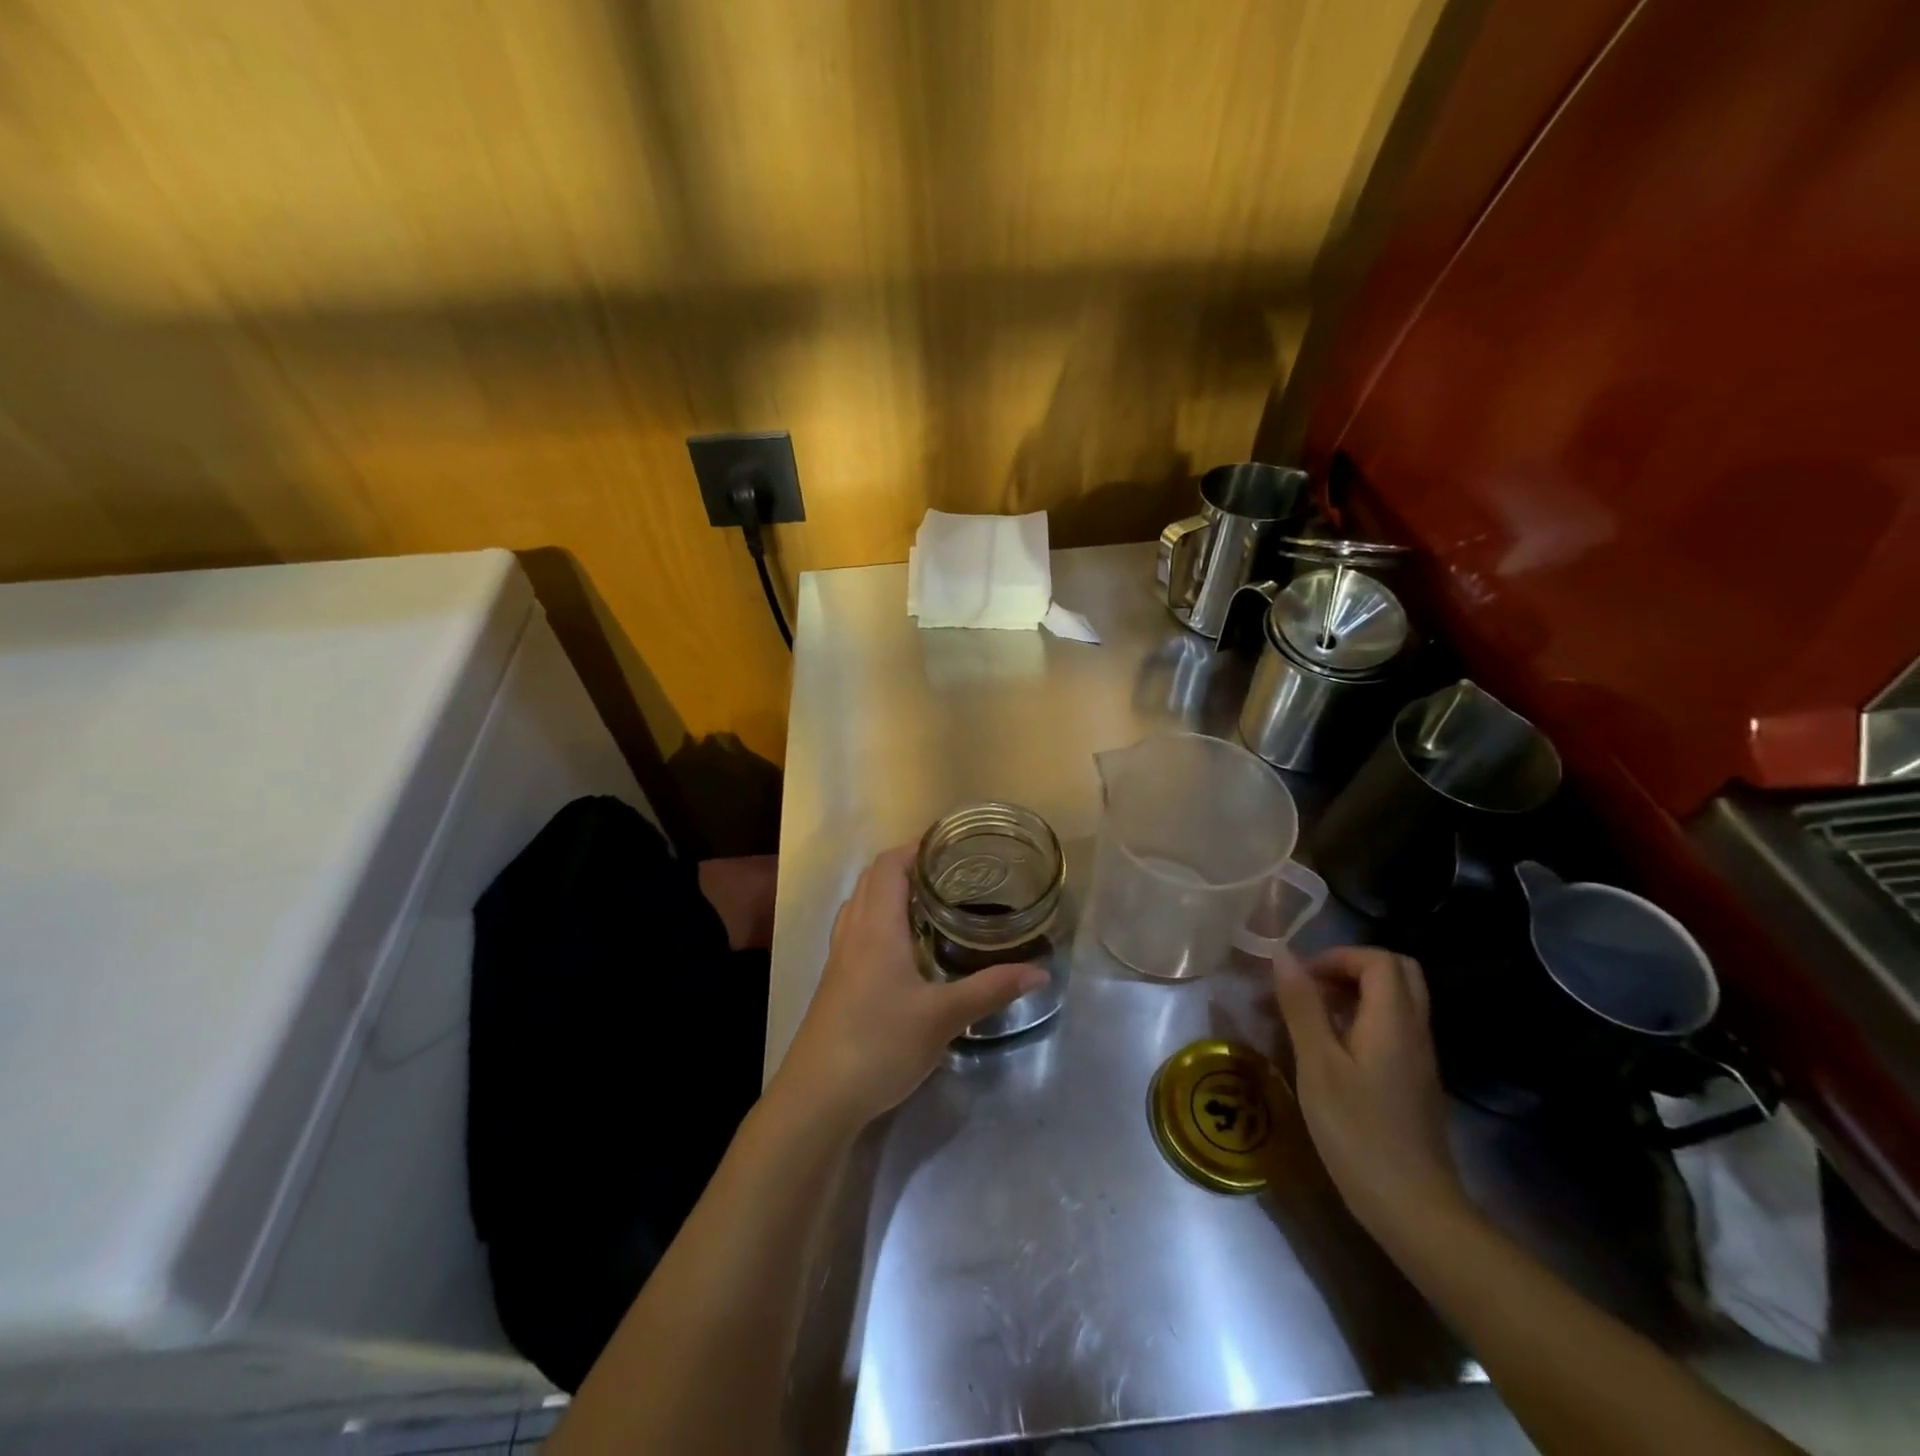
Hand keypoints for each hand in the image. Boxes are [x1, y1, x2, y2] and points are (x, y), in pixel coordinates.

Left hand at [774, 845, 1046, 1129]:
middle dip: (907, 865)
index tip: (949, 844)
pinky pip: (856, 928)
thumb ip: (991, 989)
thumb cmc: (879, 1045)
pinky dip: (879, 918)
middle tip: (949, 871)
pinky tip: (905, 946)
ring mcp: (839, 957)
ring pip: (861, 903)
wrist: (818, 1097)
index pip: (889, 865)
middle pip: (872, 878)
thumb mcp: (943, 1017)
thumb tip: (1040, 972)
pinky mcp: (836, 981)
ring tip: (930, 900)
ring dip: (890, 890)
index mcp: (876, 927)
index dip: (915, 847)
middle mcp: (853, 932)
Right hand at [1272, 946, 1470, 1249]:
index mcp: (1393, 1021)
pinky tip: (1330, 1052)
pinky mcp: (1414, 1083)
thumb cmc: (1358, 1132)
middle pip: (1397, 973)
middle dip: (1351, 968)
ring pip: (1397, 1002)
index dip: (1337, 957)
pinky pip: (1393, 1030)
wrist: (1414, 1210)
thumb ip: (1302, 1006)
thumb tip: (1284, 955)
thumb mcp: (1317, 1065)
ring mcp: (1419, 1060)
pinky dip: (1363, 1022)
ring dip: (1355, 995)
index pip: (1379, 960)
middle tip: (1312, 989)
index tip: (1301, 979)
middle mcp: (1415, 1032)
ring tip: (1311, 1018)